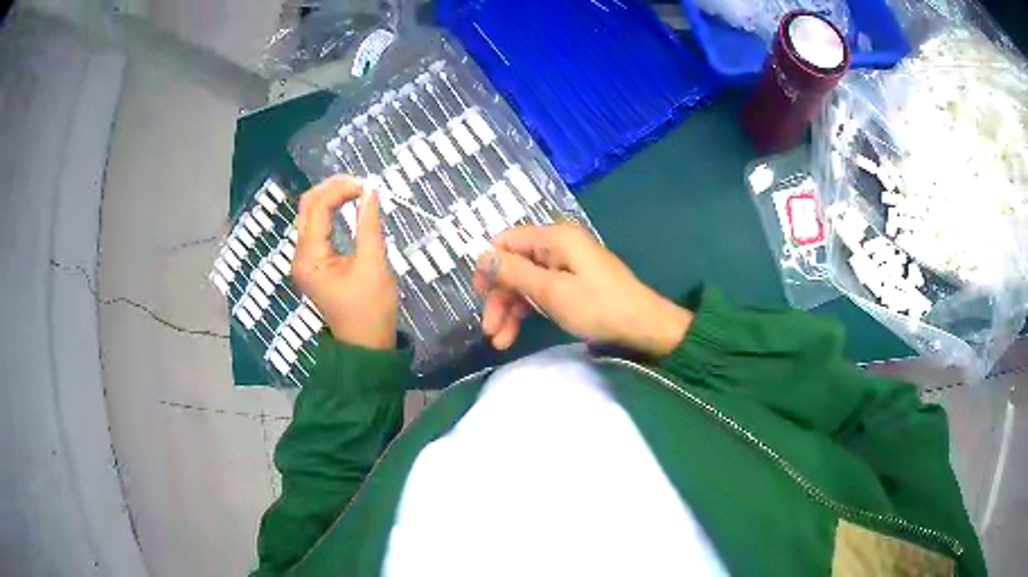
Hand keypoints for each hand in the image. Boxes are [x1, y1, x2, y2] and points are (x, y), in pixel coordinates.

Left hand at [292, 175, 397, 348]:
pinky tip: (348, 205)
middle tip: (361, 183)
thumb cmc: (371, 310)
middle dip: (332, 188)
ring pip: (310, 215)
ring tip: (357, 190)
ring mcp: (305, 260)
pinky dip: (332, 212)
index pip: (316, 207)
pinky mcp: (314, 263)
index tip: (368, 185)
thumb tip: (371, 191)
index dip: (339, 189)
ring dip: (331, 198)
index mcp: (309, 258)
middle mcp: (300, 256)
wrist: (366, 345)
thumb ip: (370, 225)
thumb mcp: (374, 265)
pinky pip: (317, 228)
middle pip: (308, 207)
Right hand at [472, 223, 692, 354]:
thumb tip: (481, 256)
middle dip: (499, 296)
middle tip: (489, 328)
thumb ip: (514, 273)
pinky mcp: (572, 285)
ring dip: (509, 310)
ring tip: (500, 341)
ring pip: (525, 283)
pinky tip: (514, 335)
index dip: (488, 263)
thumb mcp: (552, 291)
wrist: (644, 328)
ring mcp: (566, 267)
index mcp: (555, 237)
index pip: (508, 239)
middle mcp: (558, 247)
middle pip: (514, 265)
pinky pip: (541, 293)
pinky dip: (526, 312)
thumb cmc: (599, 306)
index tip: (477, 293)